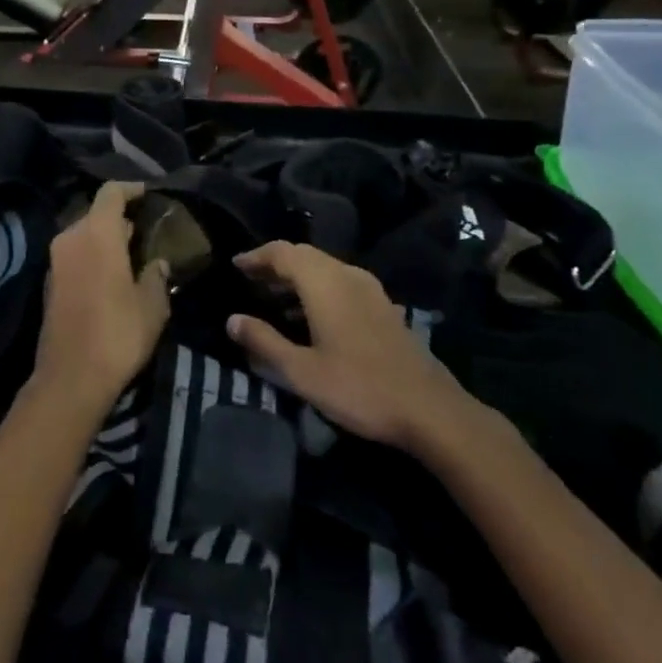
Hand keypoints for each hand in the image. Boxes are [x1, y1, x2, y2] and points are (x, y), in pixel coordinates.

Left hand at [37, 182, 170, 409]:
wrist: (70, 378)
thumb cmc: (118, 333)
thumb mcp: (152, 305)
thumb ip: (156, 276)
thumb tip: (156, 264)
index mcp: (97, 233)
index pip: (111, 193)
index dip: (131, 189)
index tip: (149, 195)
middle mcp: (71, 238)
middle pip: (95, 212)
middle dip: (119, 217)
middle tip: (145, 229)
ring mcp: (55, 261)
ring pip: (83, 235)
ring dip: (105, 238)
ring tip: (132, 252)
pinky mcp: (49, 283)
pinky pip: (74, 255)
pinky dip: (92, 256)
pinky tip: (111, 275)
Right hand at [226, 241, 481, 453]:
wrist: (429, 410)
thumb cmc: (359, 388)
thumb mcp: (302, 371)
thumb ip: (264, 342)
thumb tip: (232, 319)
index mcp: (324, 283)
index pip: (283, 252)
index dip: (257, 256)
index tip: (236, 265)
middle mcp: (347, 275)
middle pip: (304, 255)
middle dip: (275, 263)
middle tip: (250, 279)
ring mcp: (370, 289)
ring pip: (324, 268)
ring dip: (297, 276)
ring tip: (273, 297)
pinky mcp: (383, 306)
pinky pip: (341, 282)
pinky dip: (318, 288)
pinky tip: (310, 316)